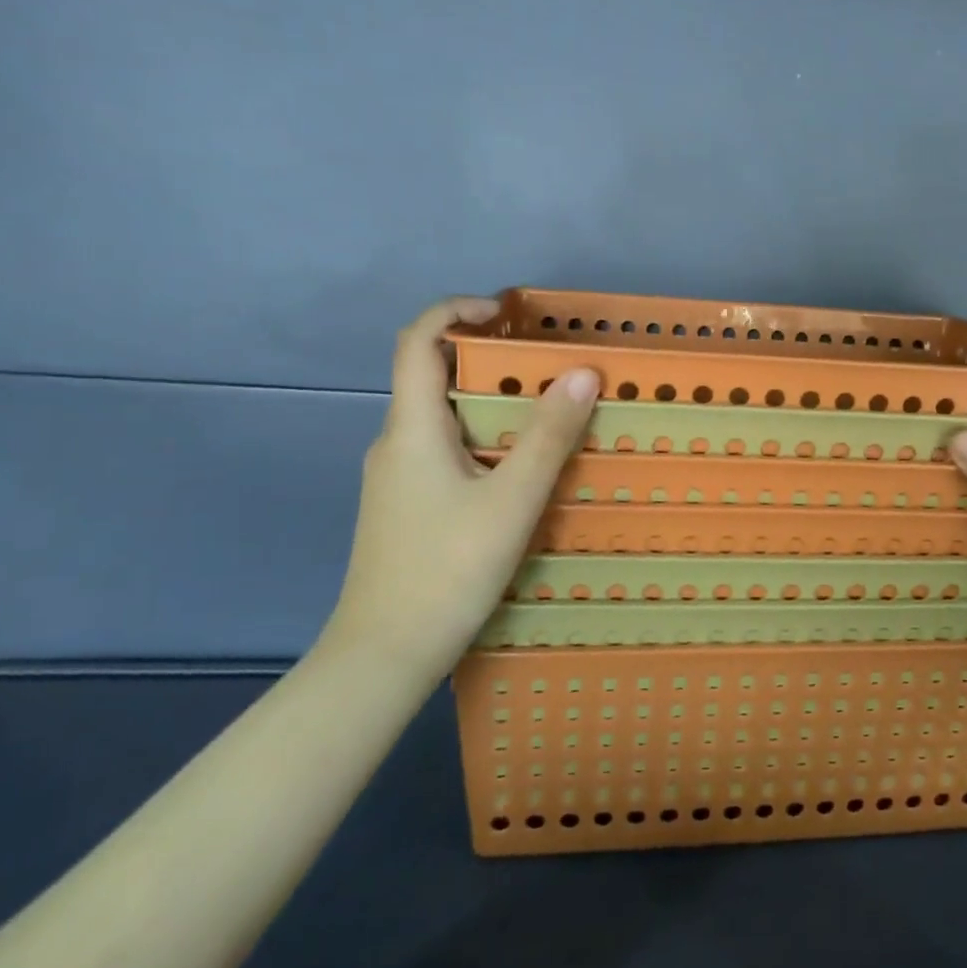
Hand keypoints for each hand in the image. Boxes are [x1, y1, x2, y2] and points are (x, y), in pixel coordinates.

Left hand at [322, 297, 598, 680]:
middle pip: (432, 376)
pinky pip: (444, 451)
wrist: (384, 656)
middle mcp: (396, 442)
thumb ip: (548, 436)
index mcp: (412, 428)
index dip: (456, 310)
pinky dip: (482, 440)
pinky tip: (517, 473)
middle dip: (488, 359)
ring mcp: (396, 477)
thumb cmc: (447, 570)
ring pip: (442, 418)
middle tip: (547, 368)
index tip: (505, 314)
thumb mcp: (512, 500)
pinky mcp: (405, 506)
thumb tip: (582, 372)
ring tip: (545, 417)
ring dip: (490, 403)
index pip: (417, 341)